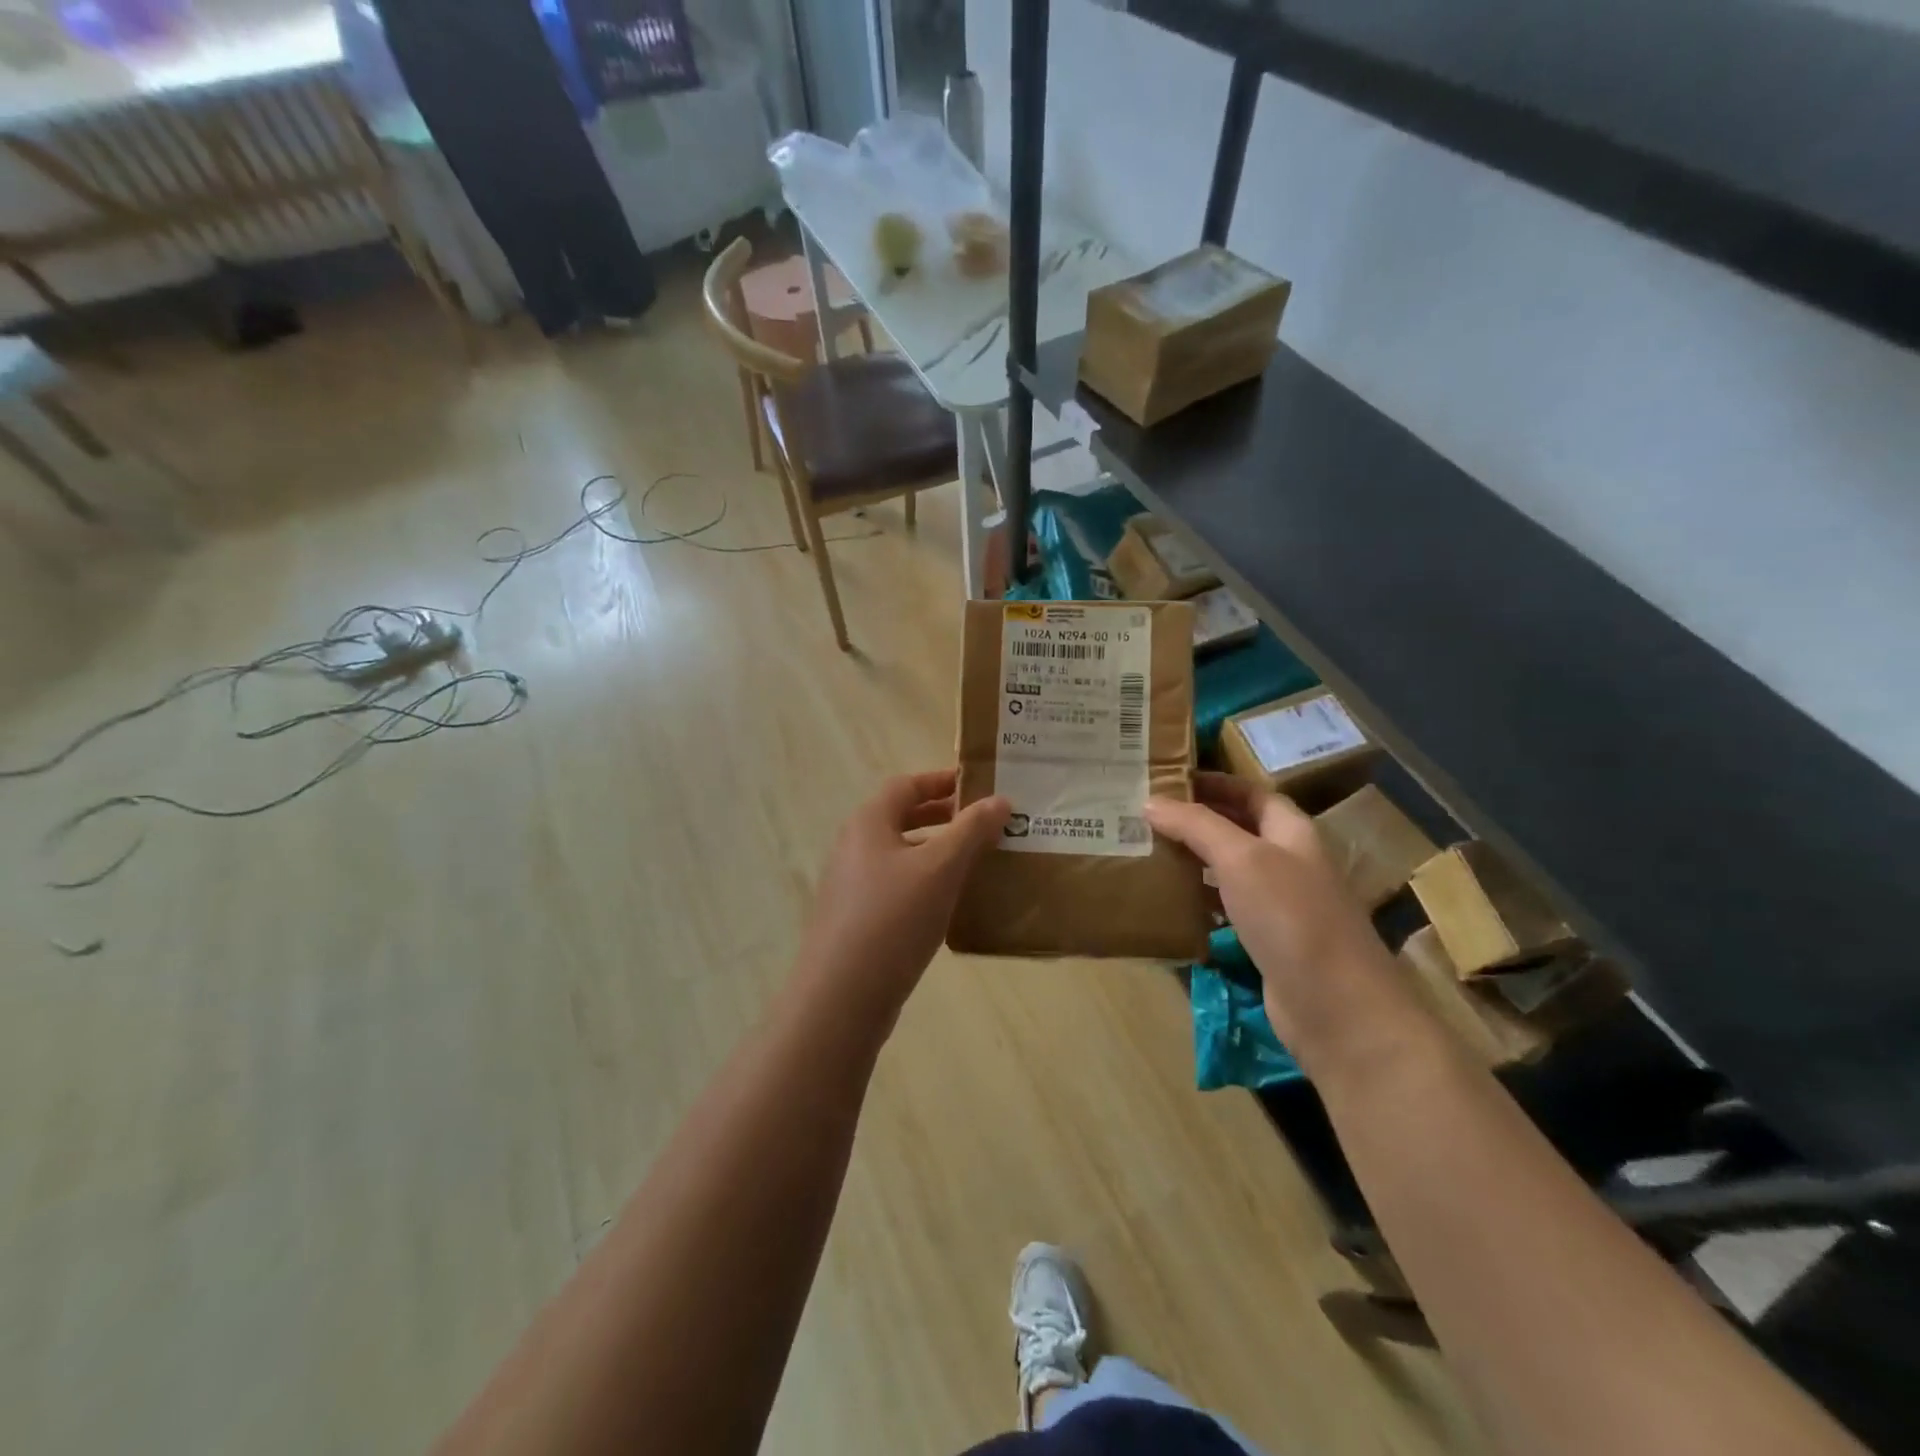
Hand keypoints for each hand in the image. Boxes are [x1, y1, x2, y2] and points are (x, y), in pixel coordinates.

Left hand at [793, 770, 1009, 1028]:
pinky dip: (927, 884)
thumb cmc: (893, 918)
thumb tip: (1000, 799)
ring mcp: (853, 886)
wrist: (841, 997)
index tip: (978, 785)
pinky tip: (953, 904)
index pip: (907, 785)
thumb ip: (971, 830)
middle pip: (902, 819)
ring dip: (939, 853)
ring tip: (979, 862)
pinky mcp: (858, 921)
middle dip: (944, 818)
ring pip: (902, 856)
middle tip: (986, 823)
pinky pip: (898, 888)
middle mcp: (855, 847)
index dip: (942, 780)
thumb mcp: (940, 868)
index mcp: (868, 823)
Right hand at [1145, 774, 1419, 1073]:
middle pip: (1239, 829)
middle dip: (1197, 820)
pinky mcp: (1267, 941)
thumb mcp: (1242, 859)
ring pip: (1230, 870)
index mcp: (1292, 832)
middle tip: (1146, 814)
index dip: (1214, 783)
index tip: (1168, 780)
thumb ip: (1197, 826)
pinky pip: (1227, 908)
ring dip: (1194, 859)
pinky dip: (1199, 901)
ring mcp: (1280, 905)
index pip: (1251, 793)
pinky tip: (1169, 901)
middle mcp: (1288, 862)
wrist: (1337, 1008)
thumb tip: (1151, 802)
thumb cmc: (1292, 917)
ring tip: (1147, 850)